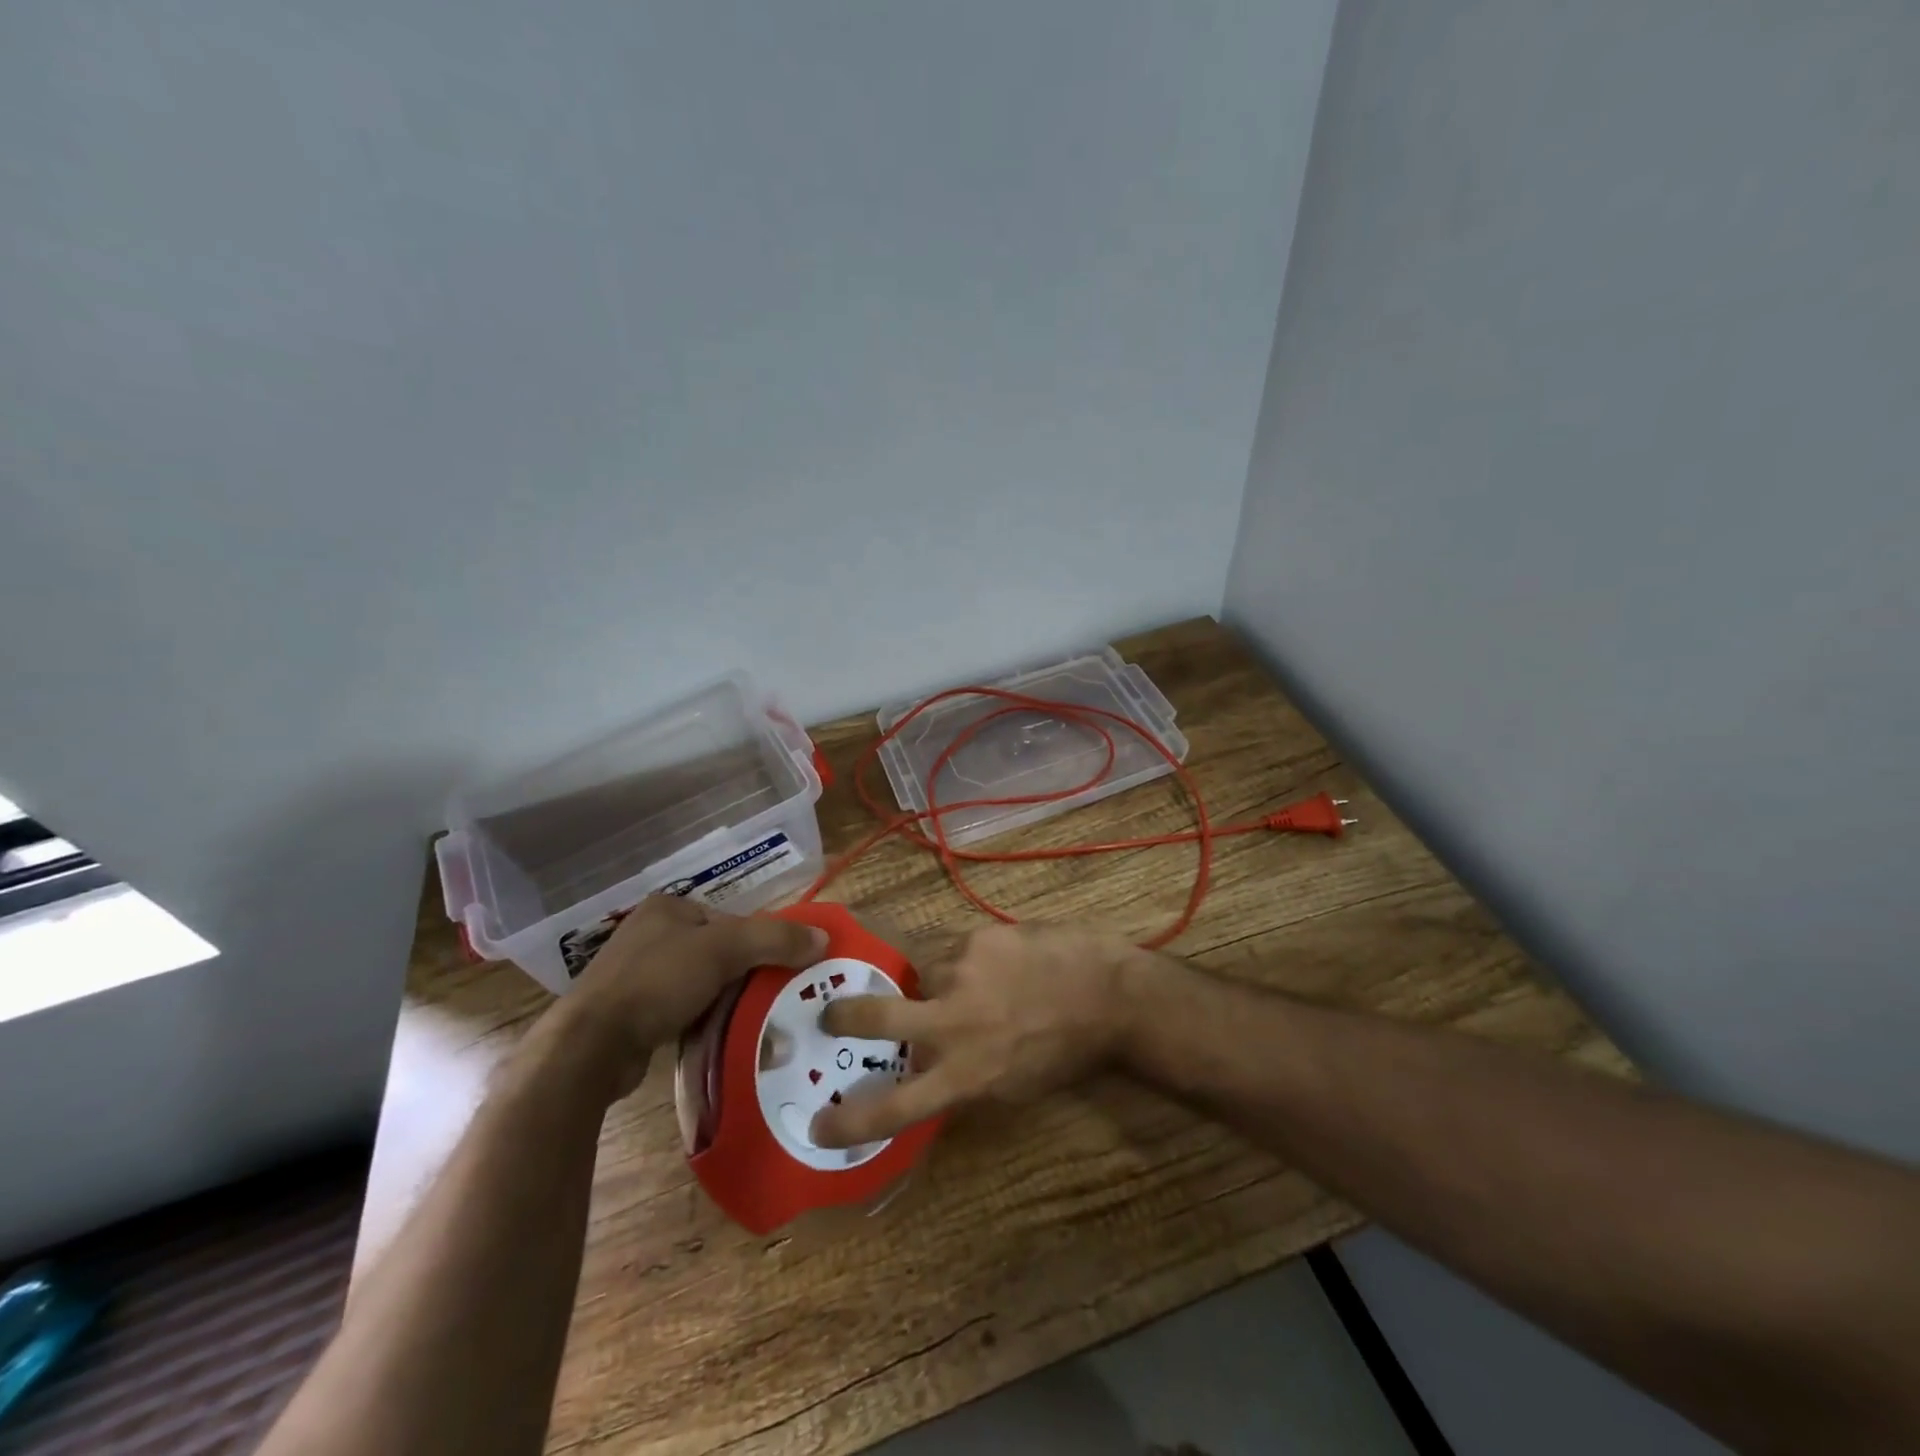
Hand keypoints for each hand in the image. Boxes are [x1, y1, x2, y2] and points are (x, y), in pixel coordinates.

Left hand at [540, 896, 827, 1099]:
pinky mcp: (632, 1013)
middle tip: (772, 998)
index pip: (731, 920)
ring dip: (725, 1001)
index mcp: (668, 907)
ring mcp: (637, 975)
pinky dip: (702, 1021)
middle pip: (719, 951)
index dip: (759, 943)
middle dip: (745, 974)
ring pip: (702, 983)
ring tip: (751, 1021)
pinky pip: (682, 1010)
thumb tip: (823, 937)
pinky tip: (717, 1037)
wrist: (591, 1047)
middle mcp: (651, 934)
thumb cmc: (657, 982)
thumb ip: (775, 938)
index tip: (780, 970)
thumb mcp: (724, 949)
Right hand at [810, 924, 1158, 1146]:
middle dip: (845, 1015)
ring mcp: (960, 973)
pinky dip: (971, 957)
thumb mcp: (1011, 1086)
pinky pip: (956, 947)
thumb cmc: (1066, 1051)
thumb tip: (926, 1071)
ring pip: (924, 973)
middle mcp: (952, 1024)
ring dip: (939, 980)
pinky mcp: (977, 936)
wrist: (1110, 994)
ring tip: (982, 980)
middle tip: (831, 1013)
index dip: (850, 1120)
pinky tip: (1004, 960)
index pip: (895, 1106)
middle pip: (877, 1018)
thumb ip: (963, 1079)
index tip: (818, 1124)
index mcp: (964, 1075)